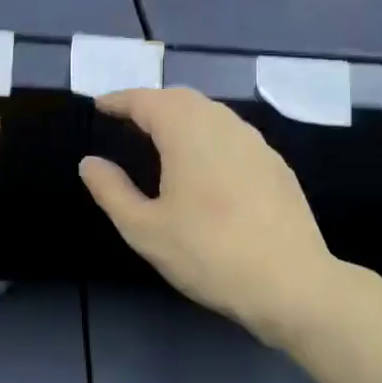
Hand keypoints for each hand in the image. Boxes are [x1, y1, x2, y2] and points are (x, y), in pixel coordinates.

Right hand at [79, 87, 337, 345]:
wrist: (291, 284)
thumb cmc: (208, 254)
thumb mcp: (145, 230)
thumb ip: (112, 191)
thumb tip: (90, 162)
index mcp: (187, 133)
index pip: (147, 100)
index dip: (120, 100)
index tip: (100, 105)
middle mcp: (223, 126)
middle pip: (182, 98)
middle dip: (151, 103)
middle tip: (127, 120)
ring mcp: (255, 144)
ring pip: (212, 114)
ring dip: (182, 117)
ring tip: (161, 139)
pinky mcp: (275, 165)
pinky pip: (233, 135)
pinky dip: (208, 135)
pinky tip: (204, 165)